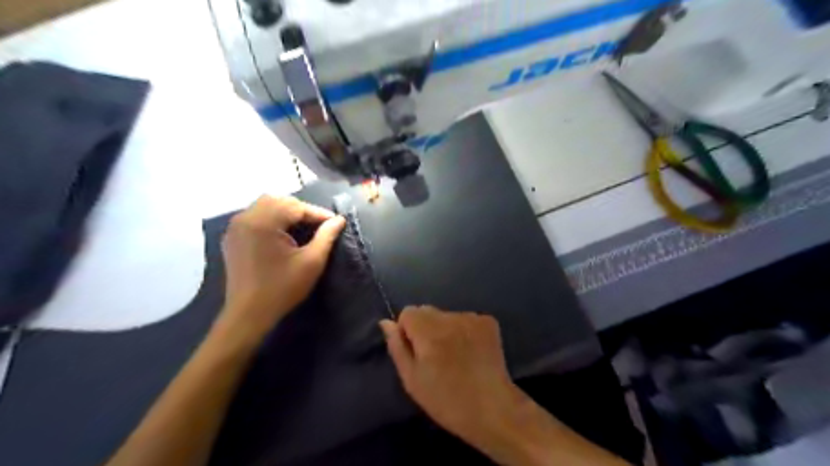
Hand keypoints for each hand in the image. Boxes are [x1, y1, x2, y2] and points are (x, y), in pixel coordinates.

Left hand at [218, 196, 345, 341]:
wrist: (248, 314)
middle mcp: (245, 218)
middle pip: (278, 200)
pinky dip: (271, 218)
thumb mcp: (311, 262)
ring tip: (302, 227)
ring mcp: (235, 227)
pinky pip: (254, 216)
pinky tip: (282, 233)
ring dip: (285, 211)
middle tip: (318, 224)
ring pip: (264, 205)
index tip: (335, 222)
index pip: (295, 206)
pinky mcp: (232, 237)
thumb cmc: (283, 288)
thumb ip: (326, 236)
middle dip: (301, 209)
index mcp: (263, 222)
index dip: (318, 213)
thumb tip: (339, 220)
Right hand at [379, 307, 519, 449]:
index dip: (408, 332)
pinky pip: (466, 320)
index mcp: (428, 331)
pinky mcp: (489, 322)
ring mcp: (472, 317)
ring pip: (447, 316)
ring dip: (445, 330)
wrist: (493, 410)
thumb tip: (386, 322)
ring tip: (455, 357)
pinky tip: (471, 353)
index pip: (408, 312)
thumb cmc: (446, 401)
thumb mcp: (412, 380)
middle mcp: (450, 317)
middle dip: (425, 329)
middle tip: (435, 357)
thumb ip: (397, 347)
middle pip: (427, 311)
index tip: (417, 353)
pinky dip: (464, 331)